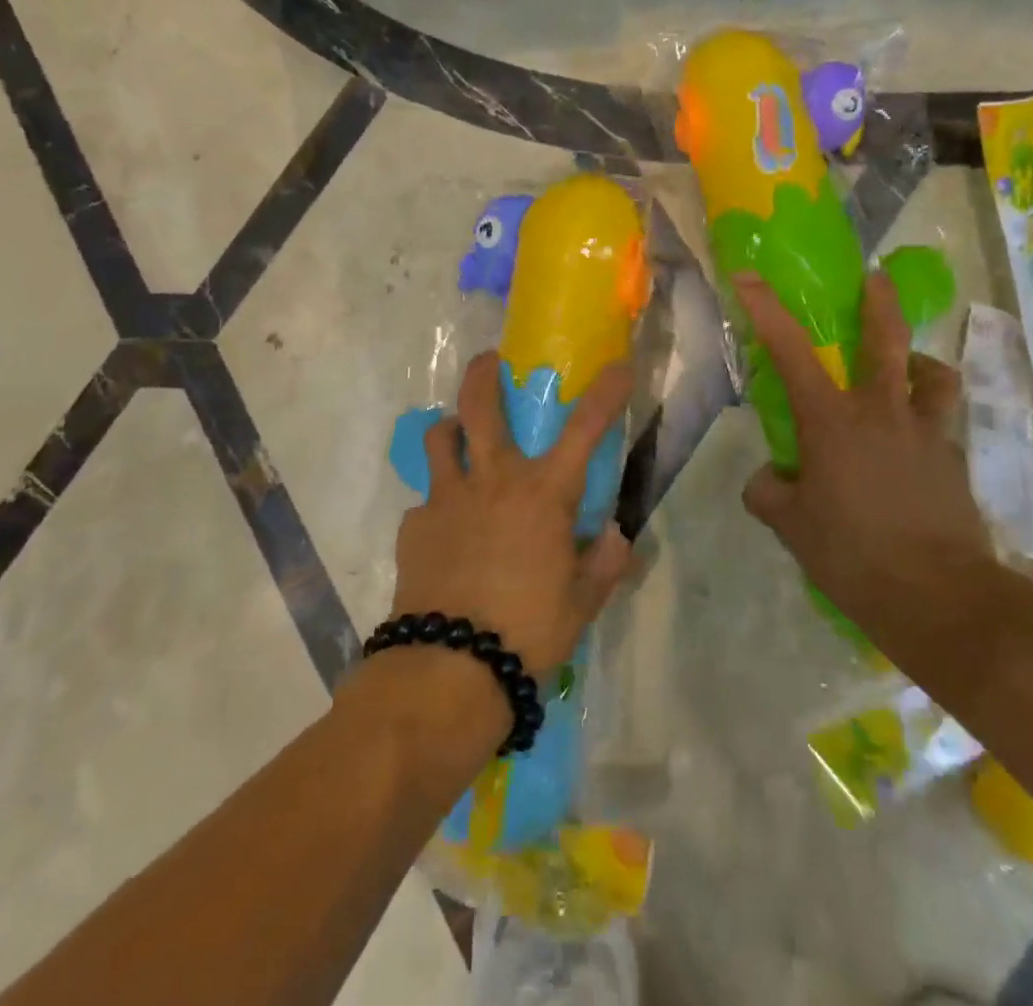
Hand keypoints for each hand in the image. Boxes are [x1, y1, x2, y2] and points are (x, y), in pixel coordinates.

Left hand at [390, 353, 634, 678]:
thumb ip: (604, 564)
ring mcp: (446, 499)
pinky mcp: (414, 526)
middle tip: (491, 361)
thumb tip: (618, 538)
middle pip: (481, 406)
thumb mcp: (581, 603)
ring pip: (440, 438)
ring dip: (451, 429)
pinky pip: (426, 501)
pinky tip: (445, 530)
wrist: (448, 670)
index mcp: (543, 494)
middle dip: (485, 374)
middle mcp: (493, 481)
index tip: (617, 366)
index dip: (605, 392)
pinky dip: (439, 504)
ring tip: (458, 437)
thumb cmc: (527, 631)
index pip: (584, 429)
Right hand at [734, 271, 991, 627]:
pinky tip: (913, 451)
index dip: (766, 309)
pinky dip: (927, 422)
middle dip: (879, 302)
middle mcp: (882, 413)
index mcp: (833, 421)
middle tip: (876, 279)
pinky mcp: (955, 462)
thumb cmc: (853, 555)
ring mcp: (927, 434)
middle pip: (887, 340)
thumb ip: (770, 492)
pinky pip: (941, 425)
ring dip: (920, 363)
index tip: (748, 277)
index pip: (791, 351)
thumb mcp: (791, 526)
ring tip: (909, 371)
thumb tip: (771, 478)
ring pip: (934, 376)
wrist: (939, 598)